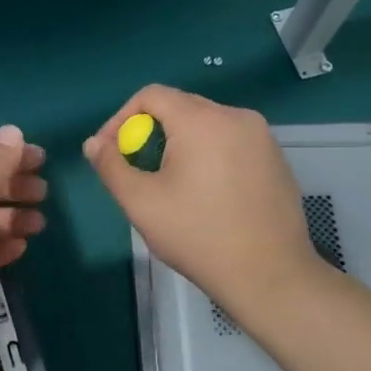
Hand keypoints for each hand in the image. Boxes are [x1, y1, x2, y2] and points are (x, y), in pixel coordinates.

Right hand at [85, 86, 323, 324]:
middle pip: (180, 107)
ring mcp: (262, 137)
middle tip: (138, 172)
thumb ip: (111, 166)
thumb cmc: (198, 236)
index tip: (112, 153)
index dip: (121, 118)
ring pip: (206, 126)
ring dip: (179, 145)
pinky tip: (208, 196)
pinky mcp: (276, 159)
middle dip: (150, 133)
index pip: (151, 95)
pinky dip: (209, 157)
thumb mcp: (141, 203)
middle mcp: (236, 116)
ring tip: (170, 185)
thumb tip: (93, 143)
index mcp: (202, 120)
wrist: (269, 275)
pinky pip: (231, 143)